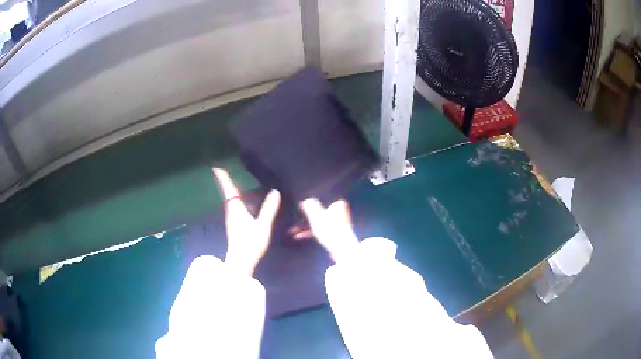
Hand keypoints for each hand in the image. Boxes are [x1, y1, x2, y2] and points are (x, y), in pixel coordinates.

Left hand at [213, 168, 280, 274]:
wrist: (242, 261)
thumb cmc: (250, 242)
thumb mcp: (262, 226)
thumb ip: (269, 209)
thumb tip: (275, 192)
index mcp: (236, 209)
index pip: (229, 190)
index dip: (223, 178)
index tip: (216, 166)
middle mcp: (232, 212)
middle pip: (229, 193)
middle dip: (227, 181)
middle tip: (226, 169)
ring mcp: (232, 219)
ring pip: (232, 201)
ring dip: (233, 190)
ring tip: (237, 182)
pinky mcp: (235, 225)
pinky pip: (235, 207)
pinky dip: (238, 199)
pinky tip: (246, 201)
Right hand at [299, 198, 358, 262]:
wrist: (341, 248)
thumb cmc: (329, 229)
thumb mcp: (316, 216)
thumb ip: (310, 206)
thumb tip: (306, 201)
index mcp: (337, 205)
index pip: (322, 201)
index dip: (311, 205)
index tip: (301, 208)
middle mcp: (340, 213)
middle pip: (319, 213)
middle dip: (306, 218)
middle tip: (295, 220)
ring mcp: (338, 225)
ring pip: (318, 223)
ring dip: (306, 227)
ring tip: (293, 231)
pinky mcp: (335, 235)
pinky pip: (320, 231)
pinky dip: (311, 233)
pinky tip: (300, 236)